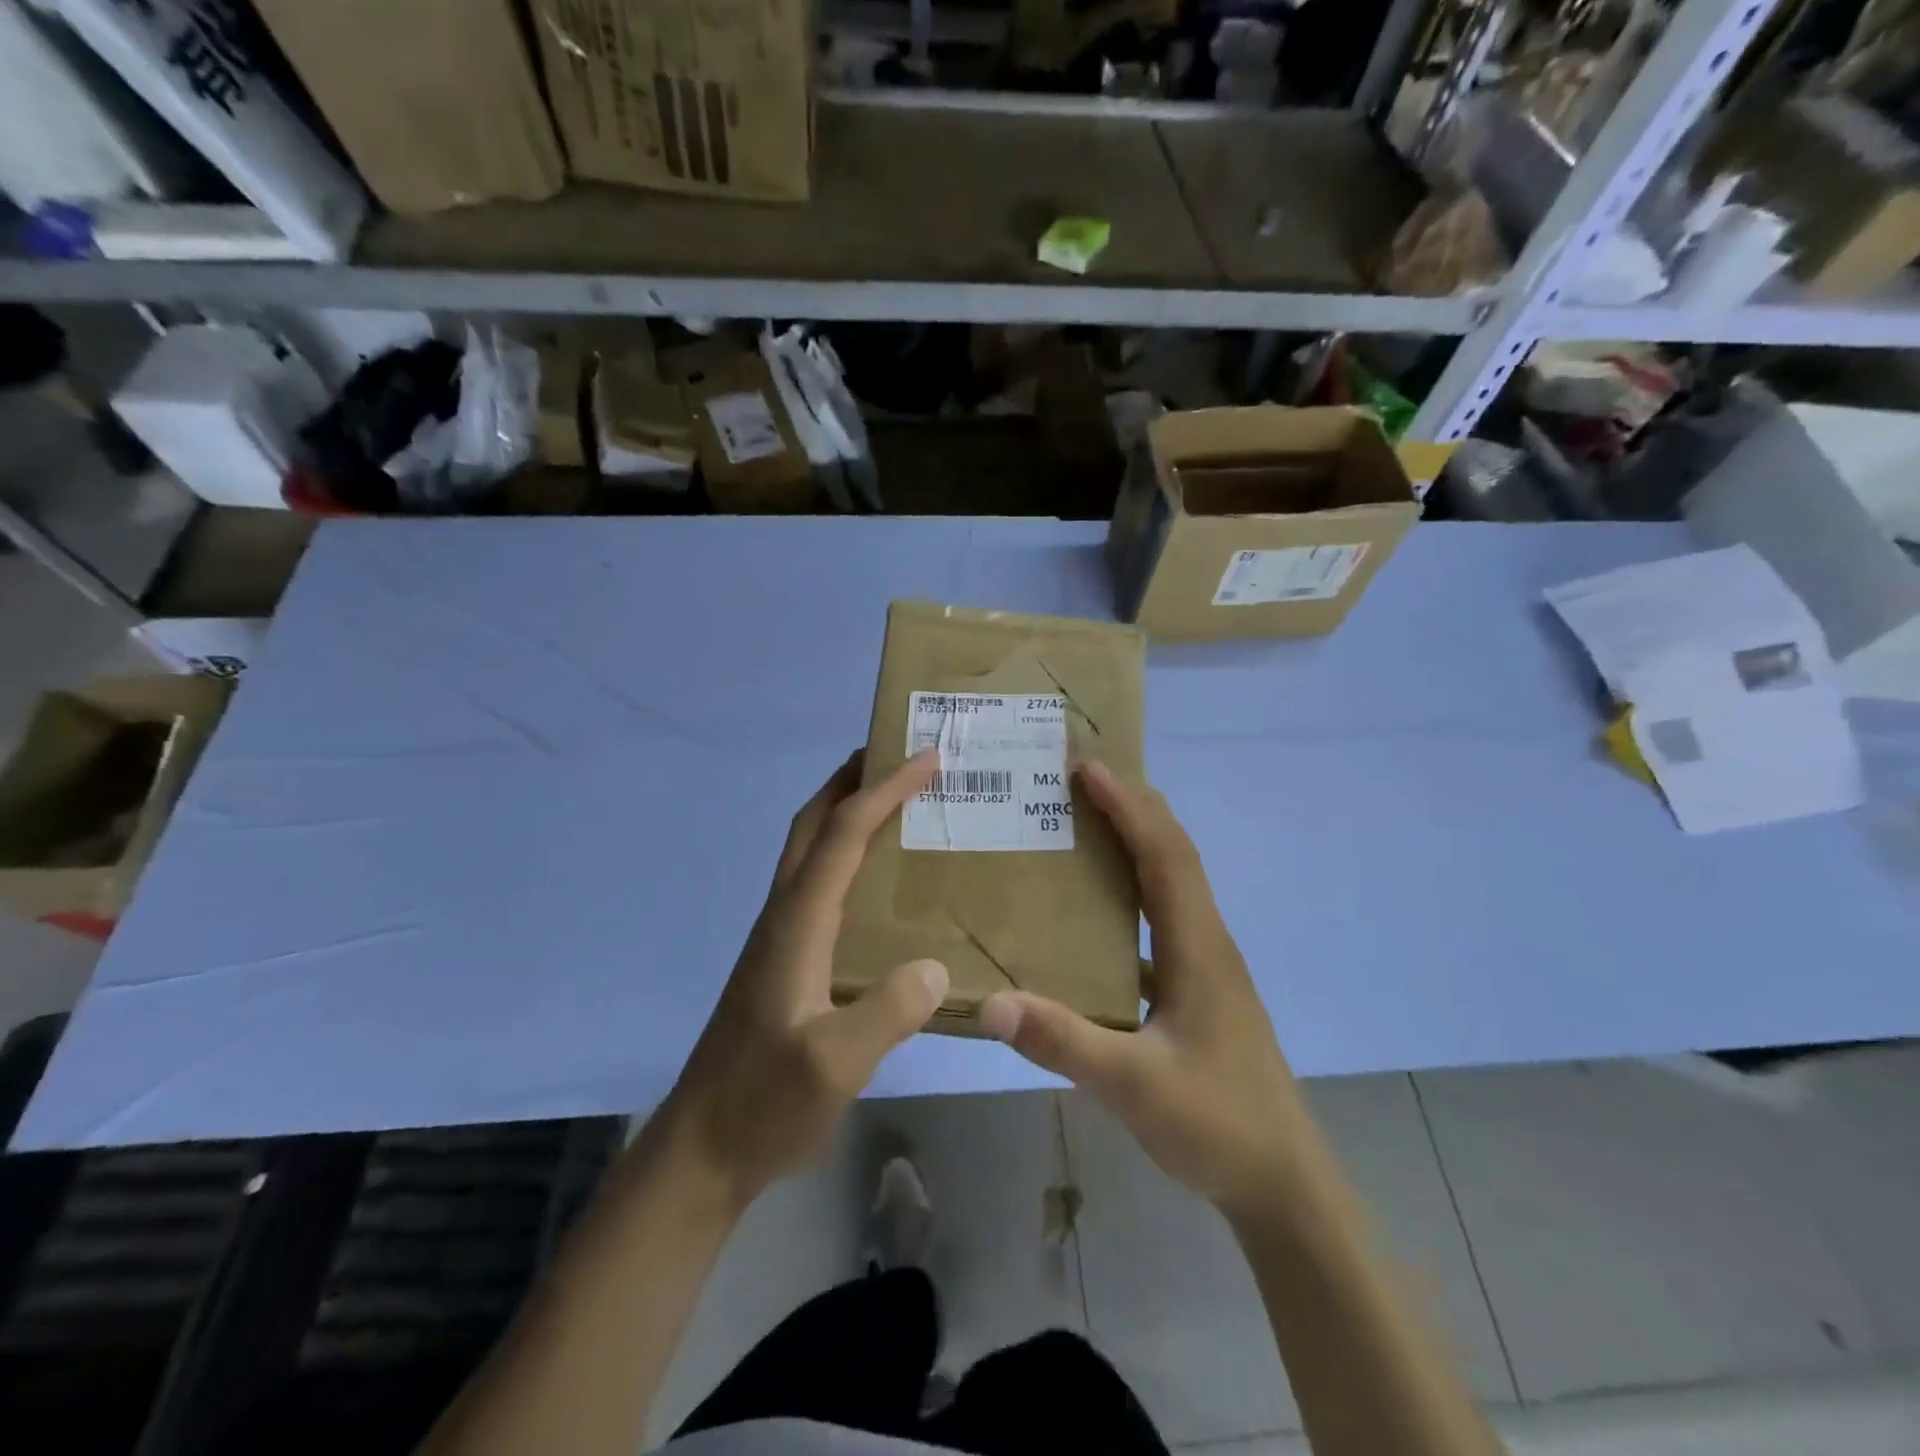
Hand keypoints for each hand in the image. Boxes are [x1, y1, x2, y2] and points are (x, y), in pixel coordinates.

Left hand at [661, 749, 947, 1205]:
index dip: (885, 790)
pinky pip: (817, 883)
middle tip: (899, 756)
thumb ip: (888, 1012)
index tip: (927, 758)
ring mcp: (779, 936)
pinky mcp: (783, 959)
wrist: (703, 1149)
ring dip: (846, 812)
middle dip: (852, 780)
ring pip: (810, 850)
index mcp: (796, 921)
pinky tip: (875, 883)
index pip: (844, 834)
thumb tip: (935, 966)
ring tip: (895, 802)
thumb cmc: (764, 1103)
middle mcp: (784, 914)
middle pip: (813, 824)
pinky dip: (845, 854)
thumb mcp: (835, 1064)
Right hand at [978, 761, 1308, 1216]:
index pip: (1164, 854)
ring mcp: (1204, 965)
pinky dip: (1132, 890)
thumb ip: (1063, 1042)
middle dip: (1132, 806)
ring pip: (1171, 883)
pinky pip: (1161, 918)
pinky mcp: (1195, 989)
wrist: (1283, 1184)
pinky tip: (1094, 909)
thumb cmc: (1219, 1125)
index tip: (1086, 768)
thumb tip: (991, 1002)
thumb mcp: (1135, 1087)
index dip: (1128, 806)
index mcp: (1198, 947)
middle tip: (1079, 778)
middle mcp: (1205, 941)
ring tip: (1083, 822)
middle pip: (1172, 854)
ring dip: (1135, 841)